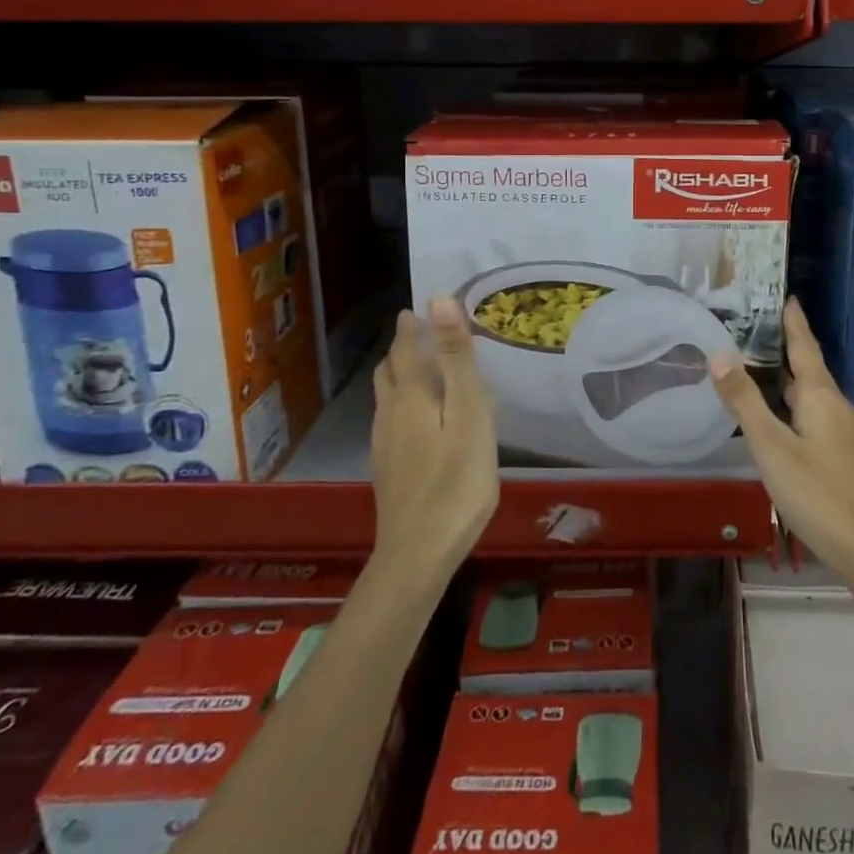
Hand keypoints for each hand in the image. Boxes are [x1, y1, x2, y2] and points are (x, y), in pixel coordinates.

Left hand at [369, 298, 499, 585]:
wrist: (419, 554)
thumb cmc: (456, 480)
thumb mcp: (468, 413)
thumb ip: (456, 358)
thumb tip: (438, 299)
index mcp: (411, 396)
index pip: (404, 347)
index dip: (412, 325)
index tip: (421, 307)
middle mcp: (390, 414)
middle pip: (390, 371)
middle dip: (403, 347)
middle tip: (425, 332)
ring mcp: (385, 444)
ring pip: (387, 397)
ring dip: (401, 374)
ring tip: (424, 368)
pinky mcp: (389, 469)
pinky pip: (391, 419)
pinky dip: (403, 402)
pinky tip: (421, 419)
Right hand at [712, 299, 853, 615]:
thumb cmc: (819, 495)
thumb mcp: (772, 448)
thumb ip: (744, 402)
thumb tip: (719, 353)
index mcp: (822, 397)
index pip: (805, 347)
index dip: (794, 322)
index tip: (787, 296)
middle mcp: (838, 408)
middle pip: (809, 371)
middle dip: (785, 352)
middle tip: (755, 335)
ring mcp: (847, 435)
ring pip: (813, 399)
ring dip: (789, 384)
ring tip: (761, 375)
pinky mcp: (849, 459)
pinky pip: (818, 420)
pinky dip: (796, 411)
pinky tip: (781, 426)